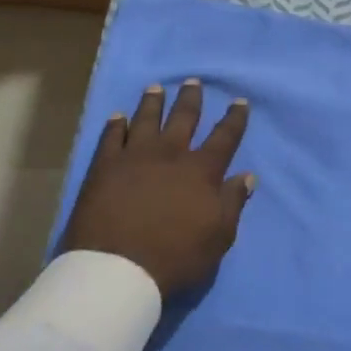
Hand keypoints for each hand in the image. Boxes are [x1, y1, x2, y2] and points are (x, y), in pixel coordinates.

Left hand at [61, 79, 254, 299]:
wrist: (118, 268)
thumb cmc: (176, 256)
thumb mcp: (219, 236)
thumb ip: (233, 202)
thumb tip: (246, 176)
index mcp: (201, 171)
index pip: (225, 137)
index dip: (234, 118)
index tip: (239, 101)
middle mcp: (170, 154)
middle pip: (184, 118)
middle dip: (191, 99)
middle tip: (193, 81)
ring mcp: (134, 156)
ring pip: (146, 119)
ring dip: (153, 102)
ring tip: (156, 88)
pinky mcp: (104, 166)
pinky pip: (111, 137)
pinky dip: (116, 124)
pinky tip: (118, 116)